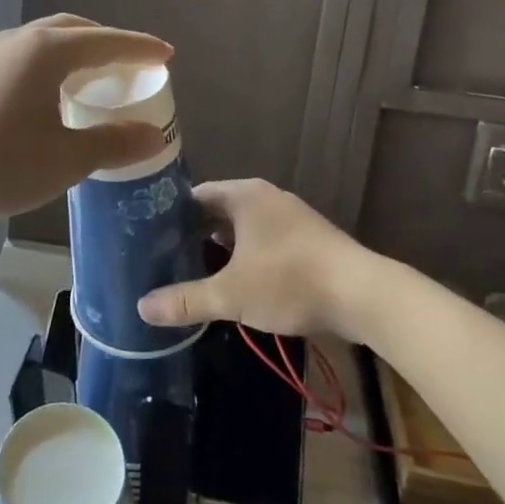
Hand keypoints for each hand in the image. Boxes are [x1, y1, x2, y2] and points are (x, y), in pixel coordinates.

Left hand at [0, 14, 174, 220]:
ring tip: (96, 78)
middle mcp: (20, 41)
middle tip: (132, 65)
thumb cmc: (0, 163)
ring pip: (47, 41)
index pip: (107, 42)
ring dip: (78, 52)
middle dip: (108, 43)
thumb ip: (113, 142)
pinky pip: (27, 57)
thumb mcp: (67, 159)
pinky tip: (53, 95)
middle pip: (75, 30)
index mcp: (47, 52)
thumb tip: (153, 135)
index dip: (140, 48)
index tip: (167, 55)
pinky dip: (53, 65)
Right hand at [138, 179, 369, 339]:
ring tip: (193, 272)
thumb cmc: (290, 281)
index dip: (171, 215)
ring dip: (221, 248)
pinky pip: (265, 242)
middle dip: (194, 234)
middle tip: (165, 258)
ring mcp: (290, 218)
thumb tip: (141, 308)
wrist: (363, 296)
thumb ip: (185, 300)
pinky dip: (246, 257)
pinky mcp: (308, 240)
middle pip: (218, 211)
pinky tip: (236, 282)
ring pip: (243, 228)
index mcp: (244, 195)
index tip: (148, 237)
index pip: (195, 196)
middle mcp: (266, 198)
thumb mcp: (231, 294)